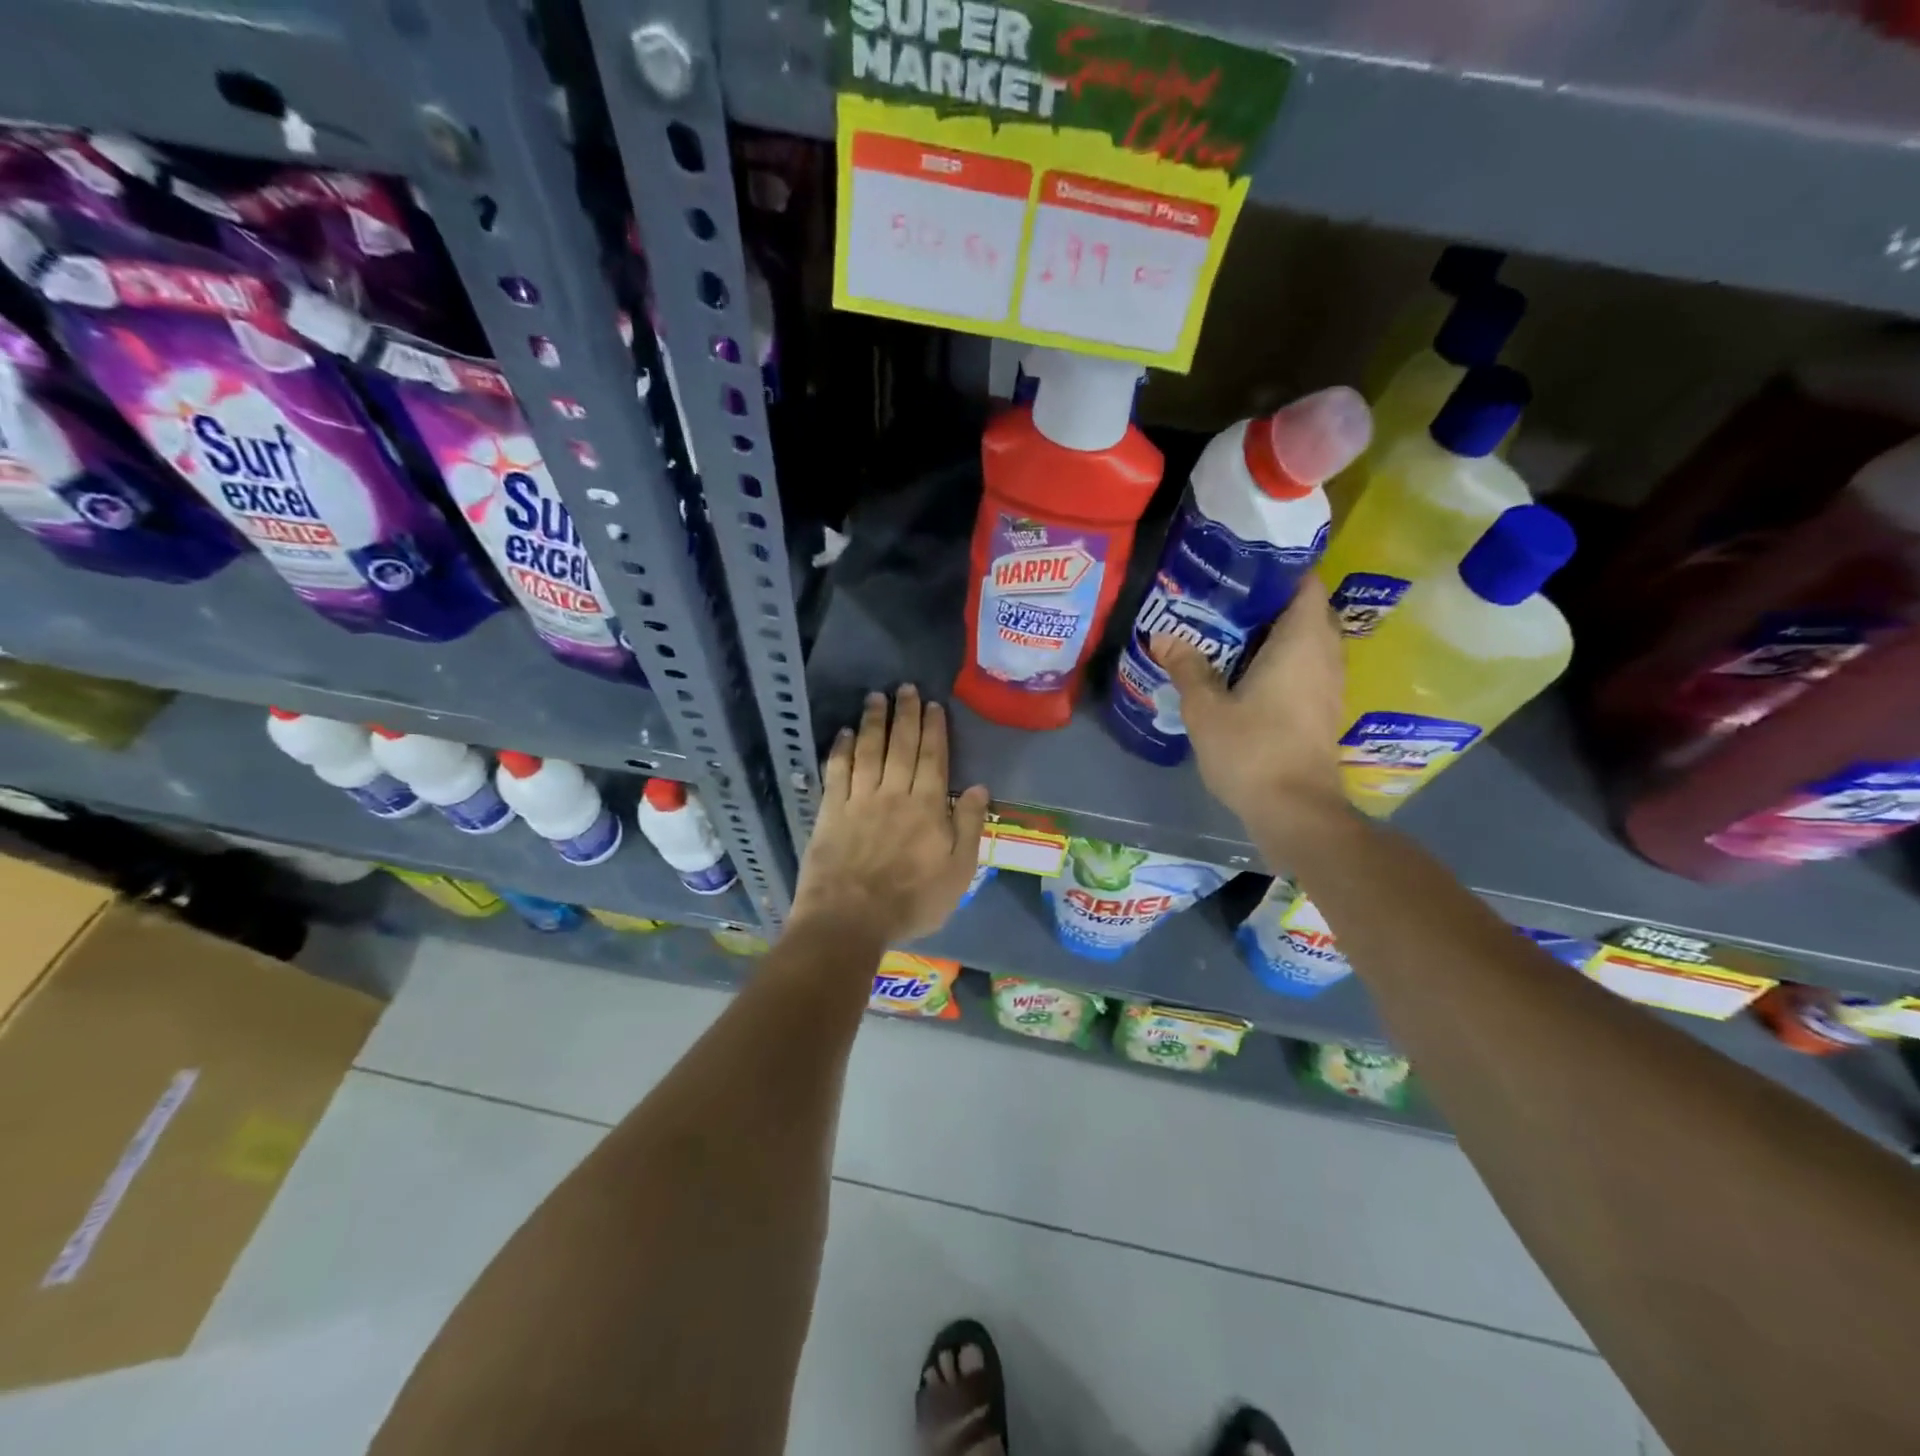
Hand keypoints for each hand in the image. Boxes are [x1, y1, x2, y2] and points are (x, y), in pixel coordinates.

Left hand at [790, 686, 990, 944]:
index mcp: (928, 807)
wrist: (850, 919)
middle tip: (905, 687)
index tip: (932, 705)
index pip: (933, 758)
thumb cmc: (912, 901)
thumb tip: (980, 787)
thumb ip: (969, 826)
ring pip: (870, 751)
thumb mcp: (958, 872)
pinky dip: (842, 749)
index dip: (934, 729)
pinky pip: (837, 771)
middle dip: (905, 714)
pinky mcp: (831, 811)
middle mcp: (895, 793)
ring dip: (874, 721)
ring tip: (876, 697)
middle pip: (902, 746)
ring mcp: (860, 800)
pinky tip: (845, 732)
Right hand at [1153, 586, 1348, 836]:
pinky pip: (1305, 666)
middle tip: (1224, 600)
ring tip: (1229, 631)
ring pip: (1307, 641)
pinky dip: (1281, 659)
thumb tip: (1164, 637)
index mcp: (1301, 641)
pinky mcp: (1323, 709)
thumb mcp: (1205, 708)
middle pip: (1305, 610)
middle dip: (1269, 602)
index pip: (1304, 583)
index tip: (1241, 568)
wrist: (1294, 810)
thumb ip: (1187, 668)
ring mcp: (1328, 684)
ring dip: (1275, 633)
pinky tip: (1245, 671)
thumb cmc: (1251, 750)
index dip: (1277, 569)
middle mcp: (1324, 654)